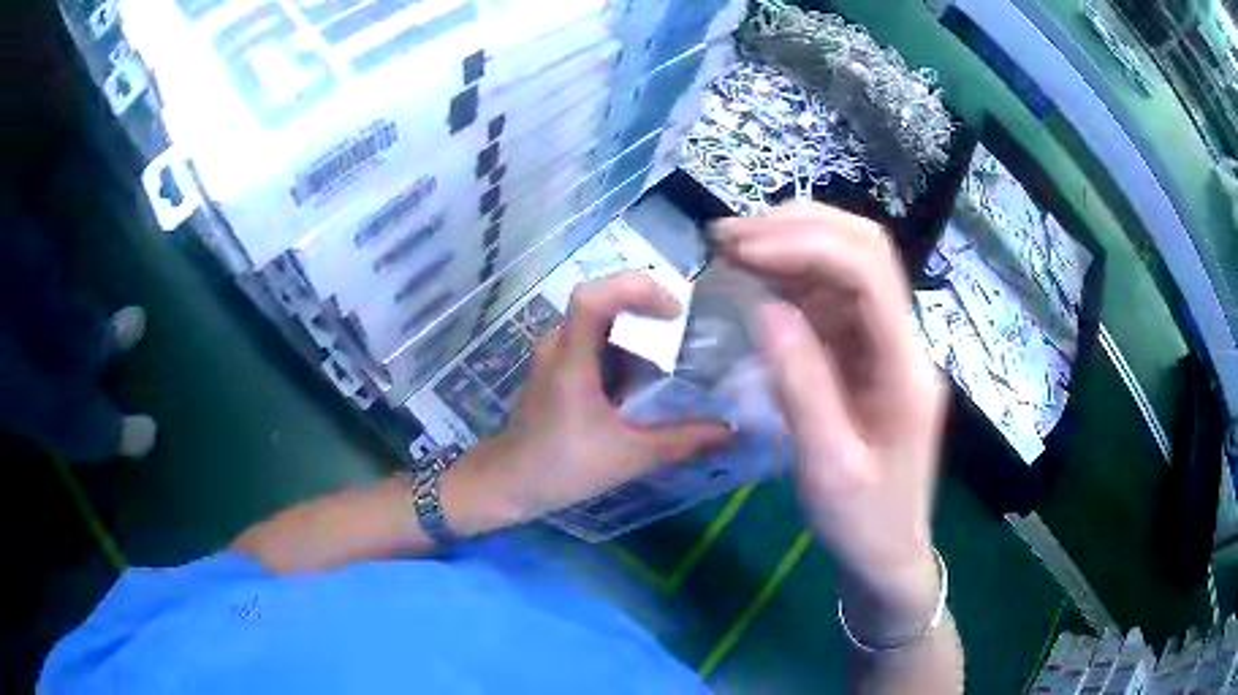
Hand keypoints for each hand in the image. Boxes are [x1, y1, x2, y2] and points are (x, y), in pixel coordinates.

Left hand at [441, 273, 732, 534]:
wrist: (508, 483)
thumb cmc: (561, 467)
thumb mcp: (628, 456)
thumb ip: (681, 441)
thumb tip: (731, 432)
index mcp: (570, 359)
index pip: (592, 297)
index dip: (635, 289)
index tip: (674, 311)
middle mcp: (559, 345)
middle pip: (602, 302)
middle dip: (647, 309)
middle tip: (687, 330)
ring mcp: (555, 355)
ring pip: (600, 322)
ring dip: (637, 332)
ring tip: (674, 353)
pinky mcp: (557, 368)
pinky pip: (594, 342)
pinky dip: (623, 350)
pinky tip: (645, 379)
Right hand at [716, 204, 947, 643]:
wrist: (887, 554)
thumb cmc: (864, 522)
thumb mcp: (828, 468)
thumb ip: (801, 386)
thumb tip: (763, 309)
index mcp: (906, 367)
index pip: (868, 273)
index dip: (807, 245)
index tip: (742, 251)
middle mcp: (901, 340)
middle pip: (865, 250)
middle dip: (798, 229)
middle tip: (729, 237)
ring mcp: (883, 344)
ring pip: (846, 265)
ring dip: (790, 246)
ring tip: (731, 250)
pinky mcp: (863, 355)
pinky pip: (830, 300)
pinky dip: (789, 279)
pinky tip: (753, 282)